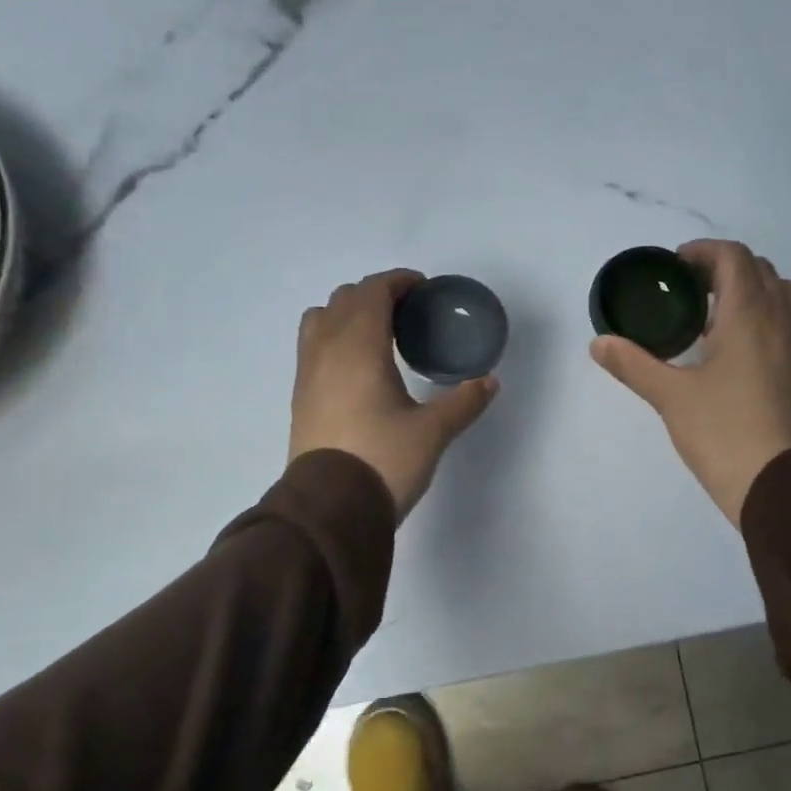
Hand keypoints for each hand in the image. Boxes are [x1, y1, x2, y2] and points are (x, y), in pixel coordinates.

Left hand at [291, 269, 498, 517]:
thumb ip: (463, 402)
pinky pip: (313, 347)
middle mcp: (326, 350)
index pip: (373, 292)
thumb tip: (489, 382)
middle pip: (345, 299)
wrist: (330, 509)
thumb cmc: (383, 461)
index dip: (398, 282)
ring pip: (321, 320)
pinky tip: (358, 369)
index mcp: (358, 347)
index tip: (422, 289)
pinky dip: (334, 339)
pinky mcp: (300, 398)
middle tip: (407, 314)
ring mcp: (307, 374)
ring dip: (348, 314)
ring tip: (377, 336)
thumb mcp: (432, 433)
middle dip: (375, 295)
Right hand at [590, 240, 790, 526]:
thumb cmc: (723, 433)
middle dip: (724, 269)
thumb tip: (598, 343)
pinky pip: (789, 324)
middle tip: (688, 292)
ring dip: (748, 292)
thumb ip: (634, 364)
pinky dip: (764, 318)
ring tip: (713, 319)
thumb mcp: (671, 397)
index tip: (674, 268)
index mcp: (749, 314)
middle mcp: (783, 320)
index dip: (702, 252)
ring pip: (780, 296)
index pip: (732, 257)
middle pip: (759, 270)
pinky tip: (737, 352)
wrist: (779, 485)